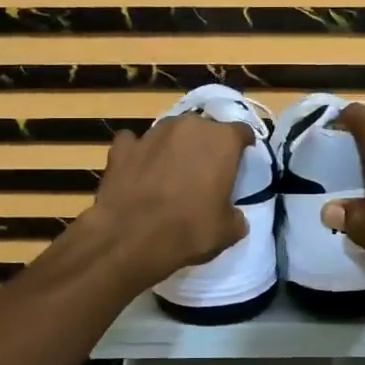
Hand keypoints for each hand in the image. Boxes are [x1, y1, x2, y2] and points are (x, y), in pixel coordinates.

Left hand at [73, 113, 251, 288]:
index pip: (242, 131)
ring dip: (173, 147)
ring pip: (170, 132)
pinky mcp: (122, 147)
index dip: (243, 146)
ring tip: (171, 172)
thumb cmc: (189, 230)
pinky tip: (138, 170)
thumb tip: (234, 216)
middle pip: (204, 128)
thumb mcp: (227, 231)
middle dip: (206, 145)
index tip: (241, 160)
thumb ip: (236, 216)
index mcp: (222, 140)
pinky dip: (138, 153)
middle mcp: (188, 126)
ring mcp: (152, 133)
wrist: (131, 238)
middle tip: (205, 171)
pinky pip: (134, 143)